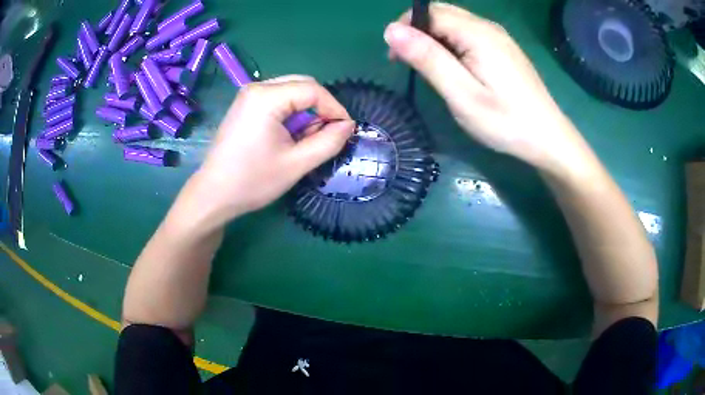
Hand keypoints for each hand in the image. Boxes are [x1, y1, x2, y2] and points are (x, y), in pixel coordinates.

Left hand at [191, 76, 354, 226]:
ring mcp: (248, 96)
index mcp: (266, 97)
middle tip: (325, 135)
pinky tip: (289, 136)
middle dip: (319, 108)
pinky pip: (278, 99)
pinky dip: (291, 114)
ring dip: (305, 112)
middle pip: (302, 85)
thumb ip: (328, 142)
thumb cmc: (253, 181)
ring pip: (291, 92)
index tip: (346, 130)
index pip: (313, 90)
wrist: (214, 194)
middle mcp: (256, 88)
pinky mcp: (245, 106)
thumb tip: (348, 125)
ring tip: (304, 140)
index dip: (334, 108)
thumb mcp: (297, 164)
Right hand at [384, 3, 589, 173]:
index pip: (429, 12)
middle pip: (441, 13)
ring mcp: (498, 36)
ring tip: (433, 70)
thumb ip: (428, 58)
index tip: (397, 58)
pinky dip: (453, 44)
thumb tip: (391, 30)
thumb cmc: (505, 121)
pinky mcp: (504, 48)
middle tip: (413, 65)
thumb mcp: (461, 94)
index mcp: (477, 33)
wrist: (548, 138)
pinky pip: (469, 34)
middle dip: (418, 31)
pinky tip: (456, 68)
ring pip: (455, 23)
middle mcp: (488, 26)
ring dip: (435, 38)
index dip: (406, 28)